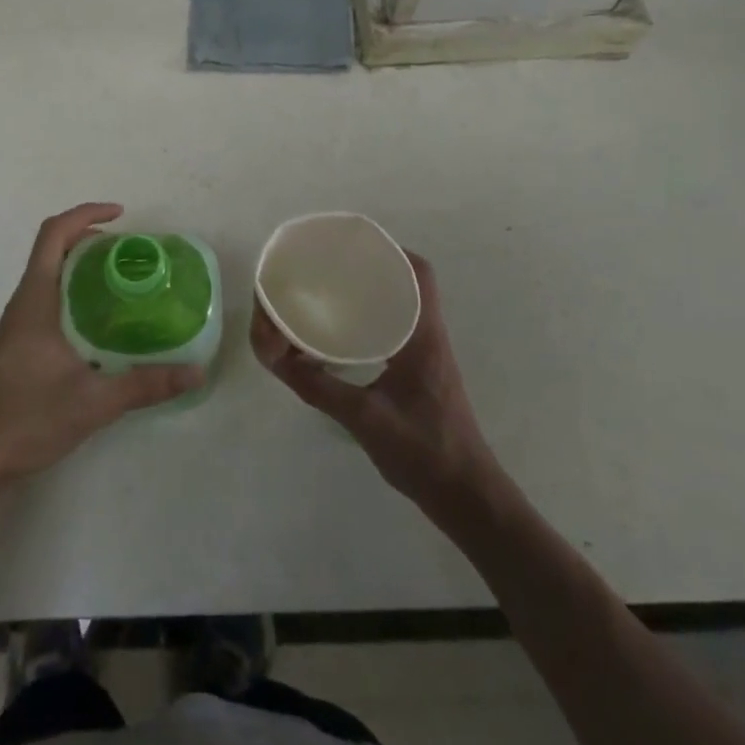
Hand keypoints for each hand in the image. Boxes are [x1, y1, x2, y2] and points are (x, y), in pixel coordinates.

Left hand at [0, 203, 202, 492]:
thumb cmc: (28, 418)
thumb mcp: (94, 401)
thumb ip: (146, 384)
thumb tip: (197, 372)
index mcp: (35, 299)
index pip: (53, 235)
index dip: (86, 214)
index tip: (122, 216)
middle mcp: (24, 303)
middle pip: (54, 250)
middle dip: (92, 239)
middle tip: (133, 253)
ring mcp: (20, 324)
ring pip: (52, 276)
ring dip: (85, 267)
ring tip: (127, 281)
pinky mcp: (22, 344)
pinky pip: (51, 300)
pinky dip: (78, 294)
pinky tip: (106, 322)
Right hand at [252, 251, 495, 509]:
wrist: (467, 497)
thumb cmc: (424, 451)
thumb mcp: (364, 418)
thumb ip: (319, 388)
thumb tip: (277, 358)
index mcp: (424, 336)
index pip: (420, 274)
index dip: (391, 251)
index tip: (354, 247)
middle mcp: (429, 337)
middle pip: (408, 283)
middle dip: (371, 268)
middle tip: (331, 268)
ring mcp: (428, 356)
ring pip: (402, 307)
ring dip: (371, 294)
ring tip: (331, 293)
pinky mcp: (421, 375)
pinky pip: (396, 330)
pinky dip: (370, 321)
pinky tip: (343, 335)